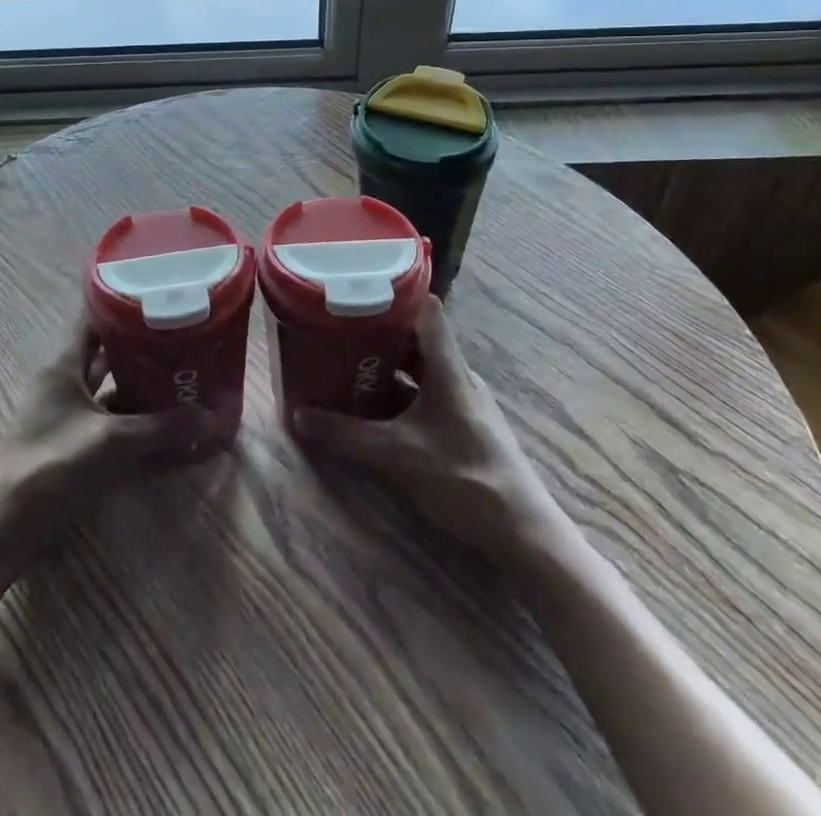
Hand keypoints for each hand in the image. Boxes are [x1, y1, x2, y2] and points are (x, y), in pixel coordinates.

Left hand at [0, 316, 231, 567]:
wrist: (8, 525)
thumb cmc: (53, 463)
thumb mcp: (112, 441)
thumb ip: (162, 428)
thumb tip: (213, 418)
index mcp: (64, 362)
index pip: (94, 315)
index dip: (124, 301)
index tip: (162, 293)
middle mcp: (66, 380)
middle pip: (109, 351)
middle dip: (146, 346)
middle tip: (186, 337)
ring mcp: (69, 412)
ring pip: (113, 387)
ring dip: (144, 385)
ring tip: (185, 377)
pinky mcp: (75, 442)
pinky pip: (113, 422)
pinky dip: (138, 422)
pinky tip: (169, 427)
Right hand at [289, 296, 568, 563]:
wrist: (523, 532)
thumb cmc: (463, 477)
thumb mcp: (398, 455)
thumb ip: (346, 435)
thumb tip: (298, 415)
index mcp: (449, 368)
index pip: (427, 310)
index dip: (395, 293)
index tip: (358, 287)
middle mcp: (458, 377)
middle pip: (417, 338)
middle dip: (379, 332)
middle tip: (339, 329)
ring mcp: (463, 403)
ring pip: (420, 369)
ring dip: (387, 366)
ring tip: (347, 363)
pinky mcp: (464, 426)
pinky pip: (426, 395)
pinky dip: (400, 393)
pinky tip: (374, 408)